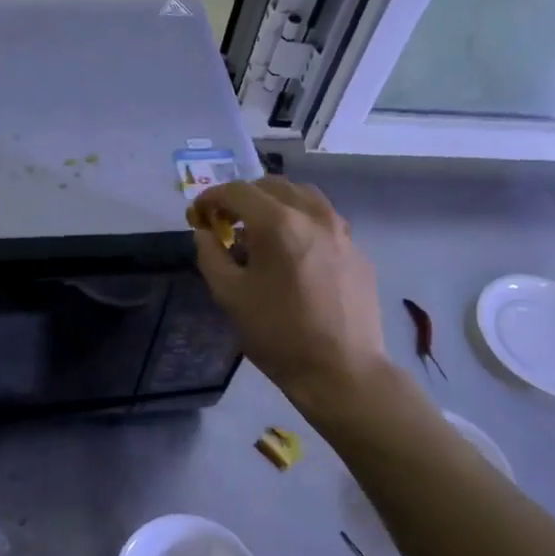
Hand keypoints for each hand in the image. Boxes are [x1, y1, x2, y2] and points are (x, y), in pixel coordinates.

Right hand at [191, 178, 390, 407]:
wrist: (341, 370)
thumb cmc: (278, 334)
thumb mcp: (229, 296)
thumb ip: (211, 255)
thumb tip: (205, 233)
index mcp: (278, 223)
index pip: (237, 191)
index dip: (211, 198)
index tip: (198, 215)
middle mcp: (313, 215)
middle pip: (272, 185)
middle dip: (243, 197)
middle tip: (226, 222)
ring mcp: (341, 231)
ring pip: (303, 196)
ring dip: (275, 203)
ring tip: (261, 231)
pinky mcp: (357, 250)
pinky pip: (324, 220)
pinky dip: (301, 222)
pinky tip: (293, 252)